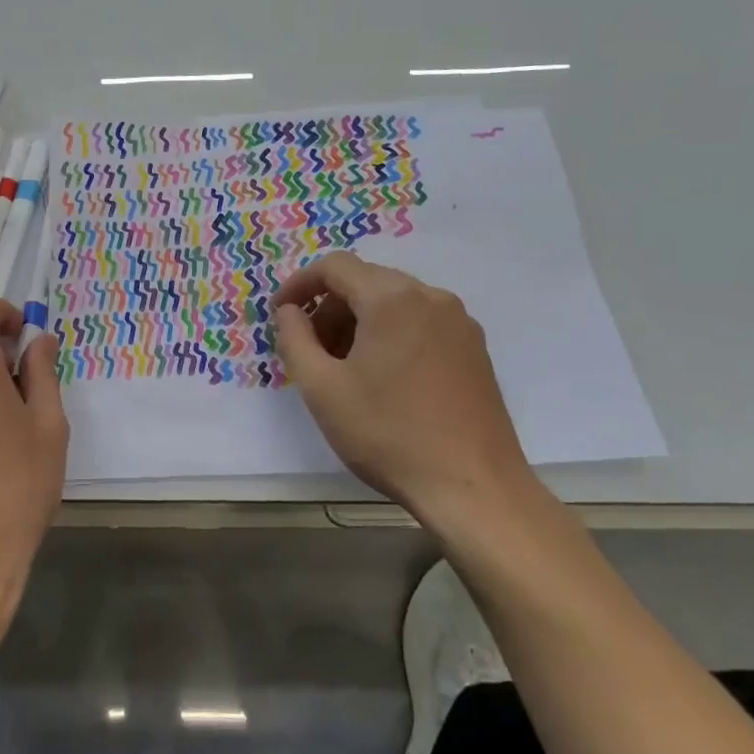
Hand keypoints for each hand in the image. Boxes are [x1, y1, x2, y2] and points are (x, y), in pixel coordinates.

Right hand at [272, 253, 527, 516]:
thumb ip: (294, 339)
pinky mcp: (474, 349)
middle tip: (309, 349)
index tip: (280, 314)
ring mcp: (459, 322)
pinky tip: (381, 377)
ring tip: (342, 367)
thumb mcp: (321, 388)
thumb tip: (288, 311)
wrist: (473, 487)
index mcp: (392, 299)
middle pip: (366, 280)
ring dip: (358, 321)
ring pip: (394, 302)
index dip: (299, 284)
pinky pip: (420, 322)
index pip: (335, 266)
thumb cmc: (388, 434)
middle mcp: (430, 297)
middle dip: (328, 307)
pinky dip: (389, 333)